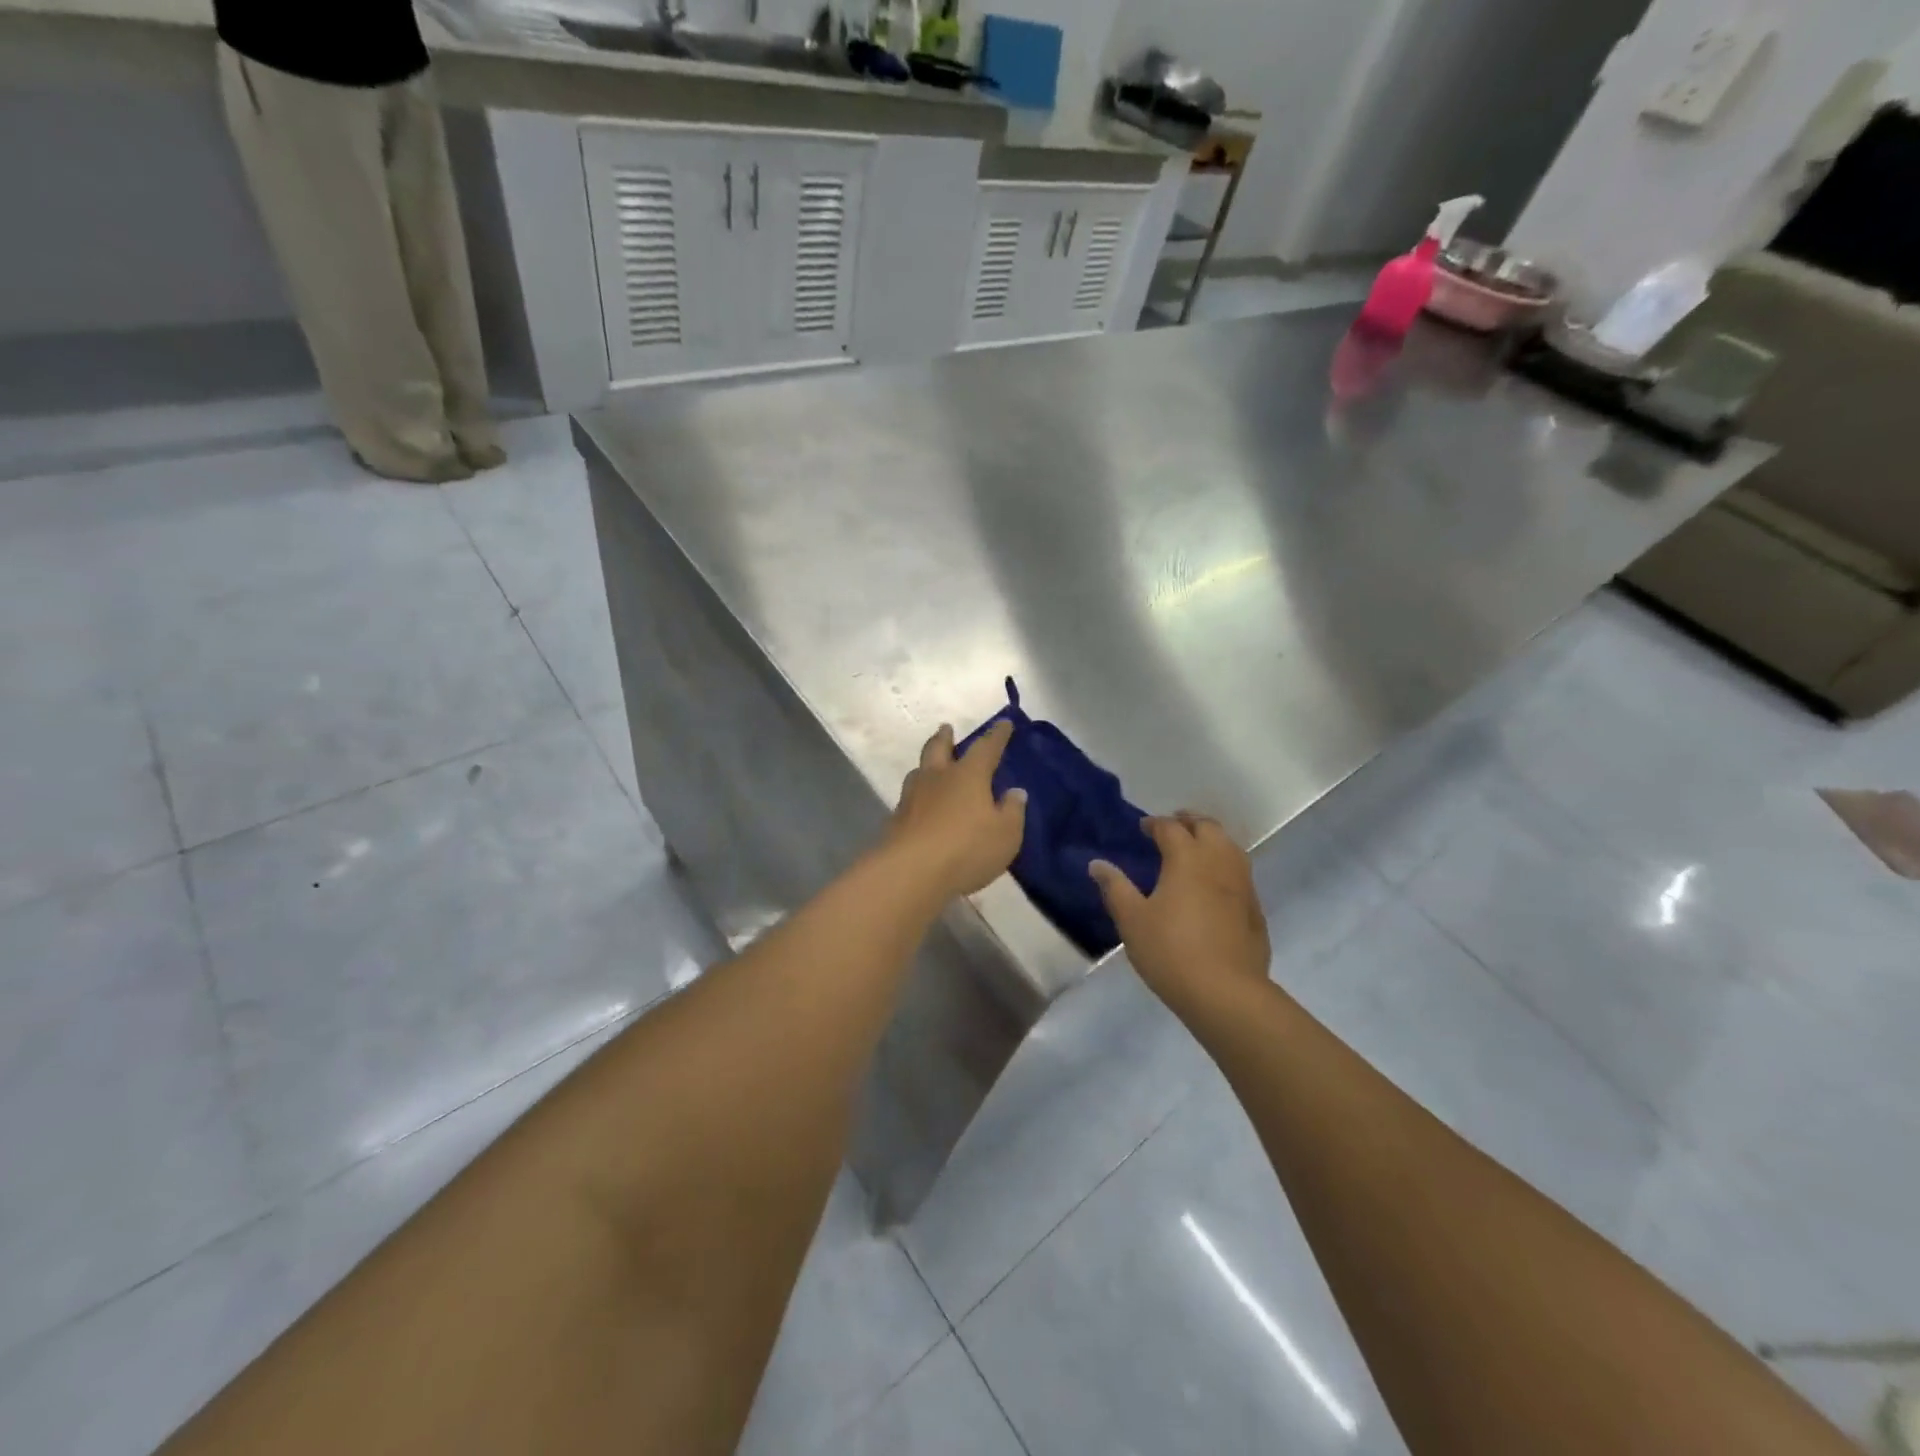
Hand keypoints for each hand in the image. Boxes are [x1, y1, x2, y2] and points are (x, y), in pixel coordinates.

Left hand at [885, 721, 1026, 900]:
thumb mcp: (1005, 834)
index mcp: (968, 775)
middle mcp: (937, 778)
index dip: (997, 735)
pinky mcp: (896, 820)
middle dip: (945, 737)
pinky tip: (921, 805)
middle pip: (939, 748)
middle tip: (946, 728)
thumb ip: (1011, 811)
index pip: (986, 748)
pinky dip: (918, 795)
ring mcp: (912, 797)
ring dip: (927, 765)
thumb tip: (1015, 793)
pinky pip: (909, 798)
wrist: (910, 872)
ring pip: (919, 771)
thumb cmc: (966, 849)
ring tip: (931, 766)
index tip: (1003, 723)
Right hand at [1091, 814, 1269, 1014]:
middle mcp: (1219, 862)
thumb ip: (1115, 888)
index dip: (1155, 824)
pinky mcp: (1255, 909)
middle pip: (1208, 827)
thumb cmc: (1171, 951)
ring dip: (1212, 839)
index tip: (1143, 827)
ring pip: (1231, 847)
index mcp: (1187, 858)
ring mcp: (1243, 885)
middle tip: (1174, 826)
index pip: (1170, 828)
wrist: (1226, 993)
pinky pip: (1241, 873)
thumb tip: (1097, 864)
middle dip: (1189, 822)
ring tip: (1196, 848)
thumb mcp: (1132, 920)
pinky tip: (1216, 884)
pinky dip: (1226, 865)